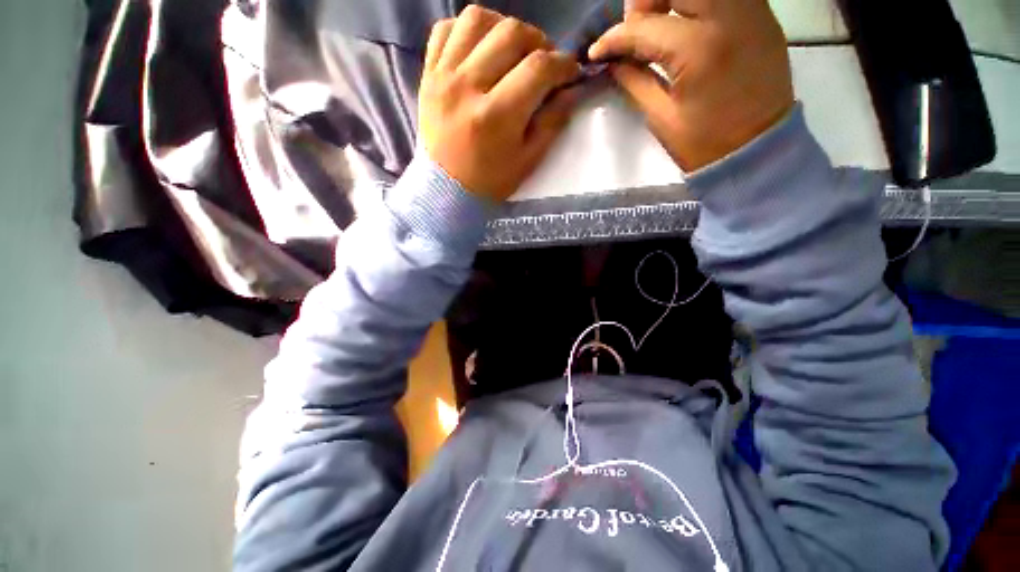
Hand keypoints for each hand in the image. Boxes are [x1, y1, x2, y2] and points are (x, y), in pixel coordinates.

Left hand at [419, 6, 580, 201]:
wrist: (446, 188)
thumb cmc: (490, 182)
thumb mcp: (527, 161)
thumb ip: (551, 123)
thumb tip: (571, 90)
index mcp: (496, 116)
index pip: (538, 69)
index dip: (563, 65)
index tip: (570, 72)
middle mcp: (467, 87)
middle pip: (511, 34)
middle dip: (539, 42)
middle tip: (544, 62)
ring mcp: (443, 76)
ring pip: (477, 20)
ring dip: (504, 27)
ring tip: (513, 49)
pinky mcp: (429, 74)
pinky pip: (445, 29)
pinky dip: (468, 29)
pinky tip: (481, 47)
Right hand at [589, 0, 793, 170]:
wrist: (759, 149)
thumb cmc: (705, 144)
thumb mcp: (660, 118)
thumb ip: (634, 81)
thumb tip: (614, 61)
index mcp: (698, 49)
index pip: (644, 27)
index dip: (614, 38)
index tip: (597, 51)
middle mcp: (729, 15)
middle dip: (645, 1)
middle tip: (634, 28)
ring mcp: (752, 10)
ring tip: (659, 22)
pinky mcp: (763, 15)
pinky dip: (698, 2)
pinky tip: (686, 22)